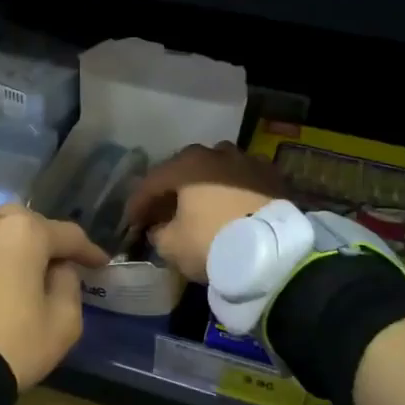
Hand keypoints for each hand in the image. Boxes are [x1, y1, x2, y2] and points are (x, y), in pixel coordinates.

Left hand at [0, 205, 108, 390]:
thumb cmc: (12, 344)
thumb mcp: (63, 323)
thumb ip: (70, 285)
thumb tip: (59, 269)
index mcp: (25, 232)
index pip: (67, 235)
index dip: (88, 251)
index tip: (100, 264)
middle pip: (26, 223)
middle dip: (44, 240)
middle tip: (55, 264)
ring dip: (9, 243)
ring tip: (17, 268)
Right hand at [123, 142, 286, 282]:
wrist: (272, 251)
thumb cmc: (212, 243)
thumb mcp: (172, 245)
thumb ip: (158, 233)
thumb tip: (159, 227)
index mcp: (186, 165)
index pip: (152, 182)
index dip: (138, 203)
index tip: (132, 222)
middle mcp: (215, 153)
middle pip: (185, 170)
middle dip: (172, 190)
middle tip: (164, 210)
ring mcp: (247, 160)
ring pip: (217, 169)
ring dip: (206, 185)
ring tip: (201, 205)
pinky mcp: (272, 175)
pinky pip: (245, 180)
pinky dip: (234, 190)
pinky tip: (232, 205)